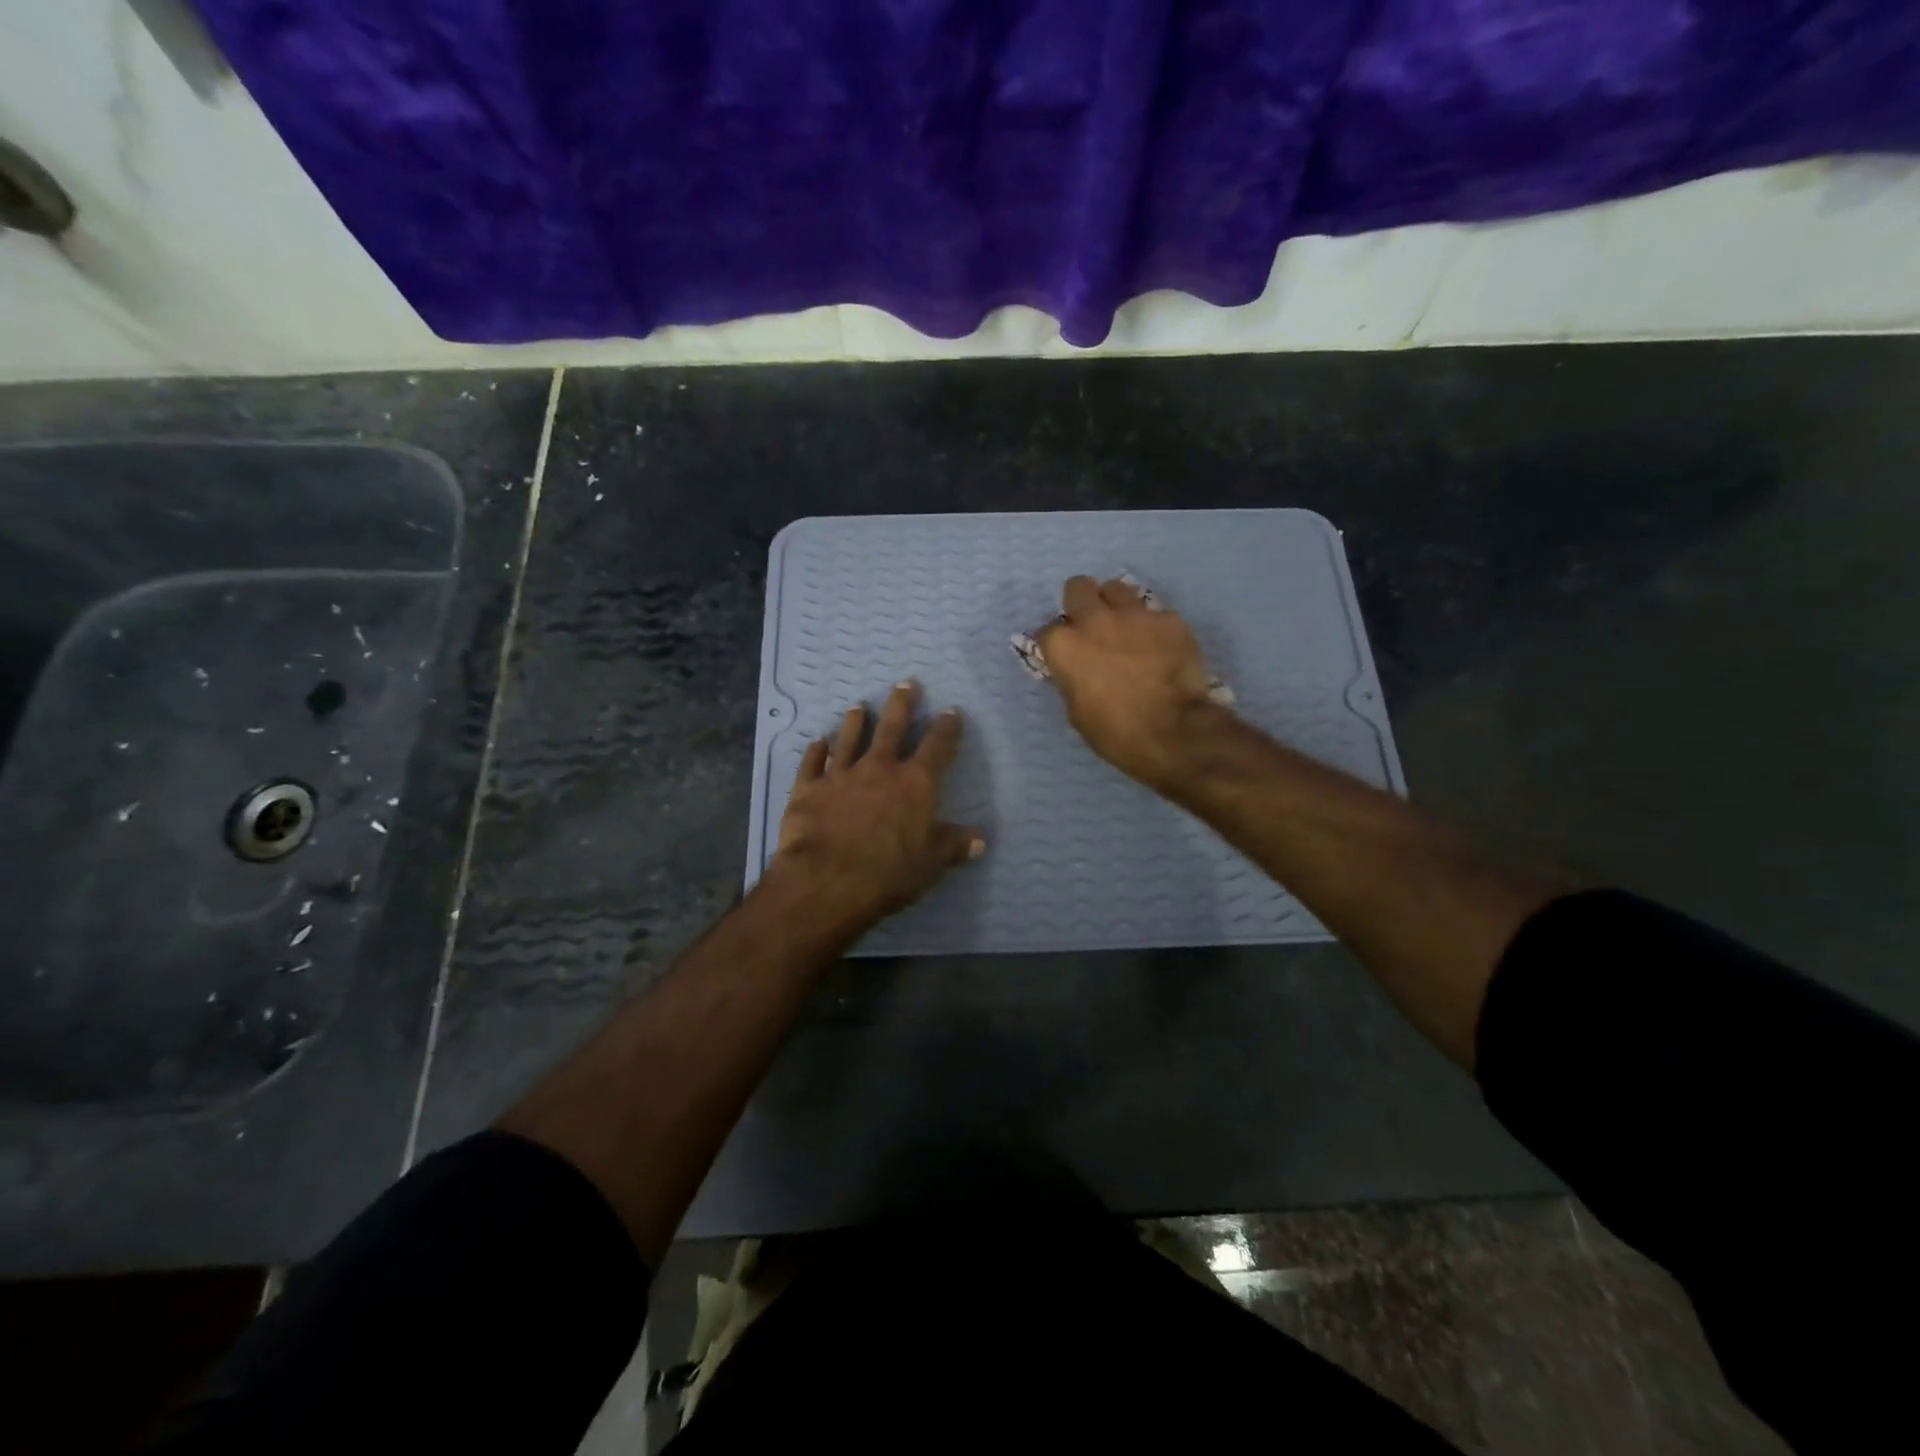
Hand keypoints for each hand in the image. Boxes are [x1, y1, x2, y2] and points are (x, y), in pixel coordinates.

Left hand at [768, 681, 983, 931]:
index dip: (947, 728)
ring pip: (848, 740)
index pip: (937, 747)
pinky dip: (814, 752)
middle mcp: (879, 769)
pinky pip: (811, 764)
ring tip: (857, 706)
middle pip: (892, 728)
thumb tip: (980, 840)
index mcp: (915, 783)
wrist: (827, 881)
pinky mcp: (808, 790)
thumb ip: (953, 846)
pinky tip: (816, 742)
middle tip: (906, 683)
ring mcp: (840, 776)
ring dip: (854, 723)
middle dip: (901, 704)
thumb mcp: (930, 863)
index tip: (952, 711)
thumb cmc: (889, 872)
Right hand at [1035, 575, 1221, 790]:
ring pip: (1116, 588)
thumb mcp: (1076, 710)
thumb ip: (1072, 678)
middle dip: (1081, 602)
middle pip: (1078, 587)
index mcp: (1064, 645)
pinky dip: (1153, 628)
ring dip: (1116, 605)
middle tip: (1092, 625)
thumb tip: (1077, 669)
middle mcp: (1094, 620)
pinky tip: (1161, 648)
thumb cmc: (1115, 732)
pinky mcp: (1168, 619)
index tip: (1066, 655)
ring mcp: (1134, 615)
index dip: (1057, 643)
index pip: (1047, 631)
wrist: (1173, 732)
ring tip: (1127, 628)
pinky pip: (1155, 613)